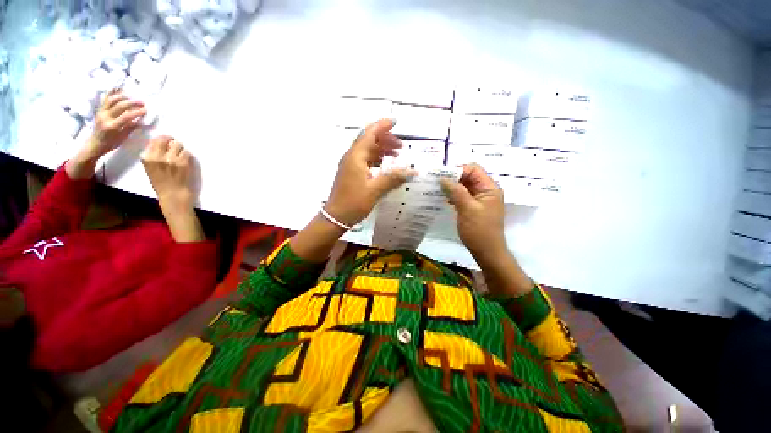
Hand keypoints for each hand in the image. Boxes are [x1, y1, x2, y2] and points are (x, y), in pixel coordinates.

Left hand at [66, 89, 146, 178]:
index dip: (137, 112)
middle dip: (132, 102)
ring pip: (112, 100)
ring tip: (132, 97)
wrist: (95, 143)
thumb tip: (141, 120)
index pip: (126, 116)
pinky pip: (106, 99)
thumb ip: (131, 127)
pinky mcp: (99, 109)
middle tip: (142, 102)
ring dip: (123, 97)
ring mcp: (101, 112)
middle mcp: (105, 117)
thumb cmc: (111, 143)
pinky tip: (118, 88)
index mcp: (112, 126)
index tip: (146, 110)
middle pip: (119, 105)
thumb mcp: (123, 137)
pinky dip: (112, 93)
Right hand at [141, 136, 203, 242]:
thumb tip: (161, 143)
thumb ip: (154, 156)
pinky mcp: (184, 163)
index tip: (166, 142)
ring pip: (178, 144)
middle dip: (171, 142)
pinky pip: (187, 152)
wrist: (173, 195)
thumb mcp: (150, 168)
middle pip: (167, 139)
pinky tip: (185, 161)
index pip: (155, 140)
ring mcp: (172, 159)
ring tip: (180, 156)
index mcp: (147, 158)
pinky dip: (187, 155)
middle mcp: (158, 156)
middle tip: (175, 147)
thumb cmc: (161, 184)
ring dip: (180, 149)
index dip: (163, 139)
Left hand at [324, 119, 414, 225]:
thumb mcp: (375, 190)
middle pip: (369, 140)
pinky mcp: (351, 173)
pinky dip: (376, 159)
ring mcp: (350, 165)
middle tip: (401, 147)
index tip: (396, 122)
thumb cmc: (353, 203)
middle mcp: (351, 157)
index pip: (370, 133)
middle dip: (385, 139)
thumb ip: (393, 178)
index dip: (383, 125)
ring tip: (396, 155)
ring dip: (381, 149)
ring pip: (367, 150)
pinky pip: (365, 160)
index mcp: (355, 156)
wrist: (336, 217)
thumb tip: (413, 171)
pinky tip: (385, 166)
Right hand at [441, 165, 531, 296]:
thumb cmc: (478, 230)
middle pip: (468, 177)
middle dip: (453, 178)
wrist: (486, 251)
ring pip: (464, 186)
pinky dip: (453, 195)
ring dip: (452, 187)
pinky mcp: (474, 207)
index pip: (473, 169)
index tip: (441, 176)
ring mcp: (480, 199)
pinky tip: (443, 199)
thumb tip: (442, 178)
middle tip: (436, 182)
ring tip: (437, 190)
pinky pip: (463, 196)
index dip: (458, 170)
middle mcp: (486, 190)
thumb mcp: (467, 208)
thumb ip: (456, 191)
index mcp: (489, 188)